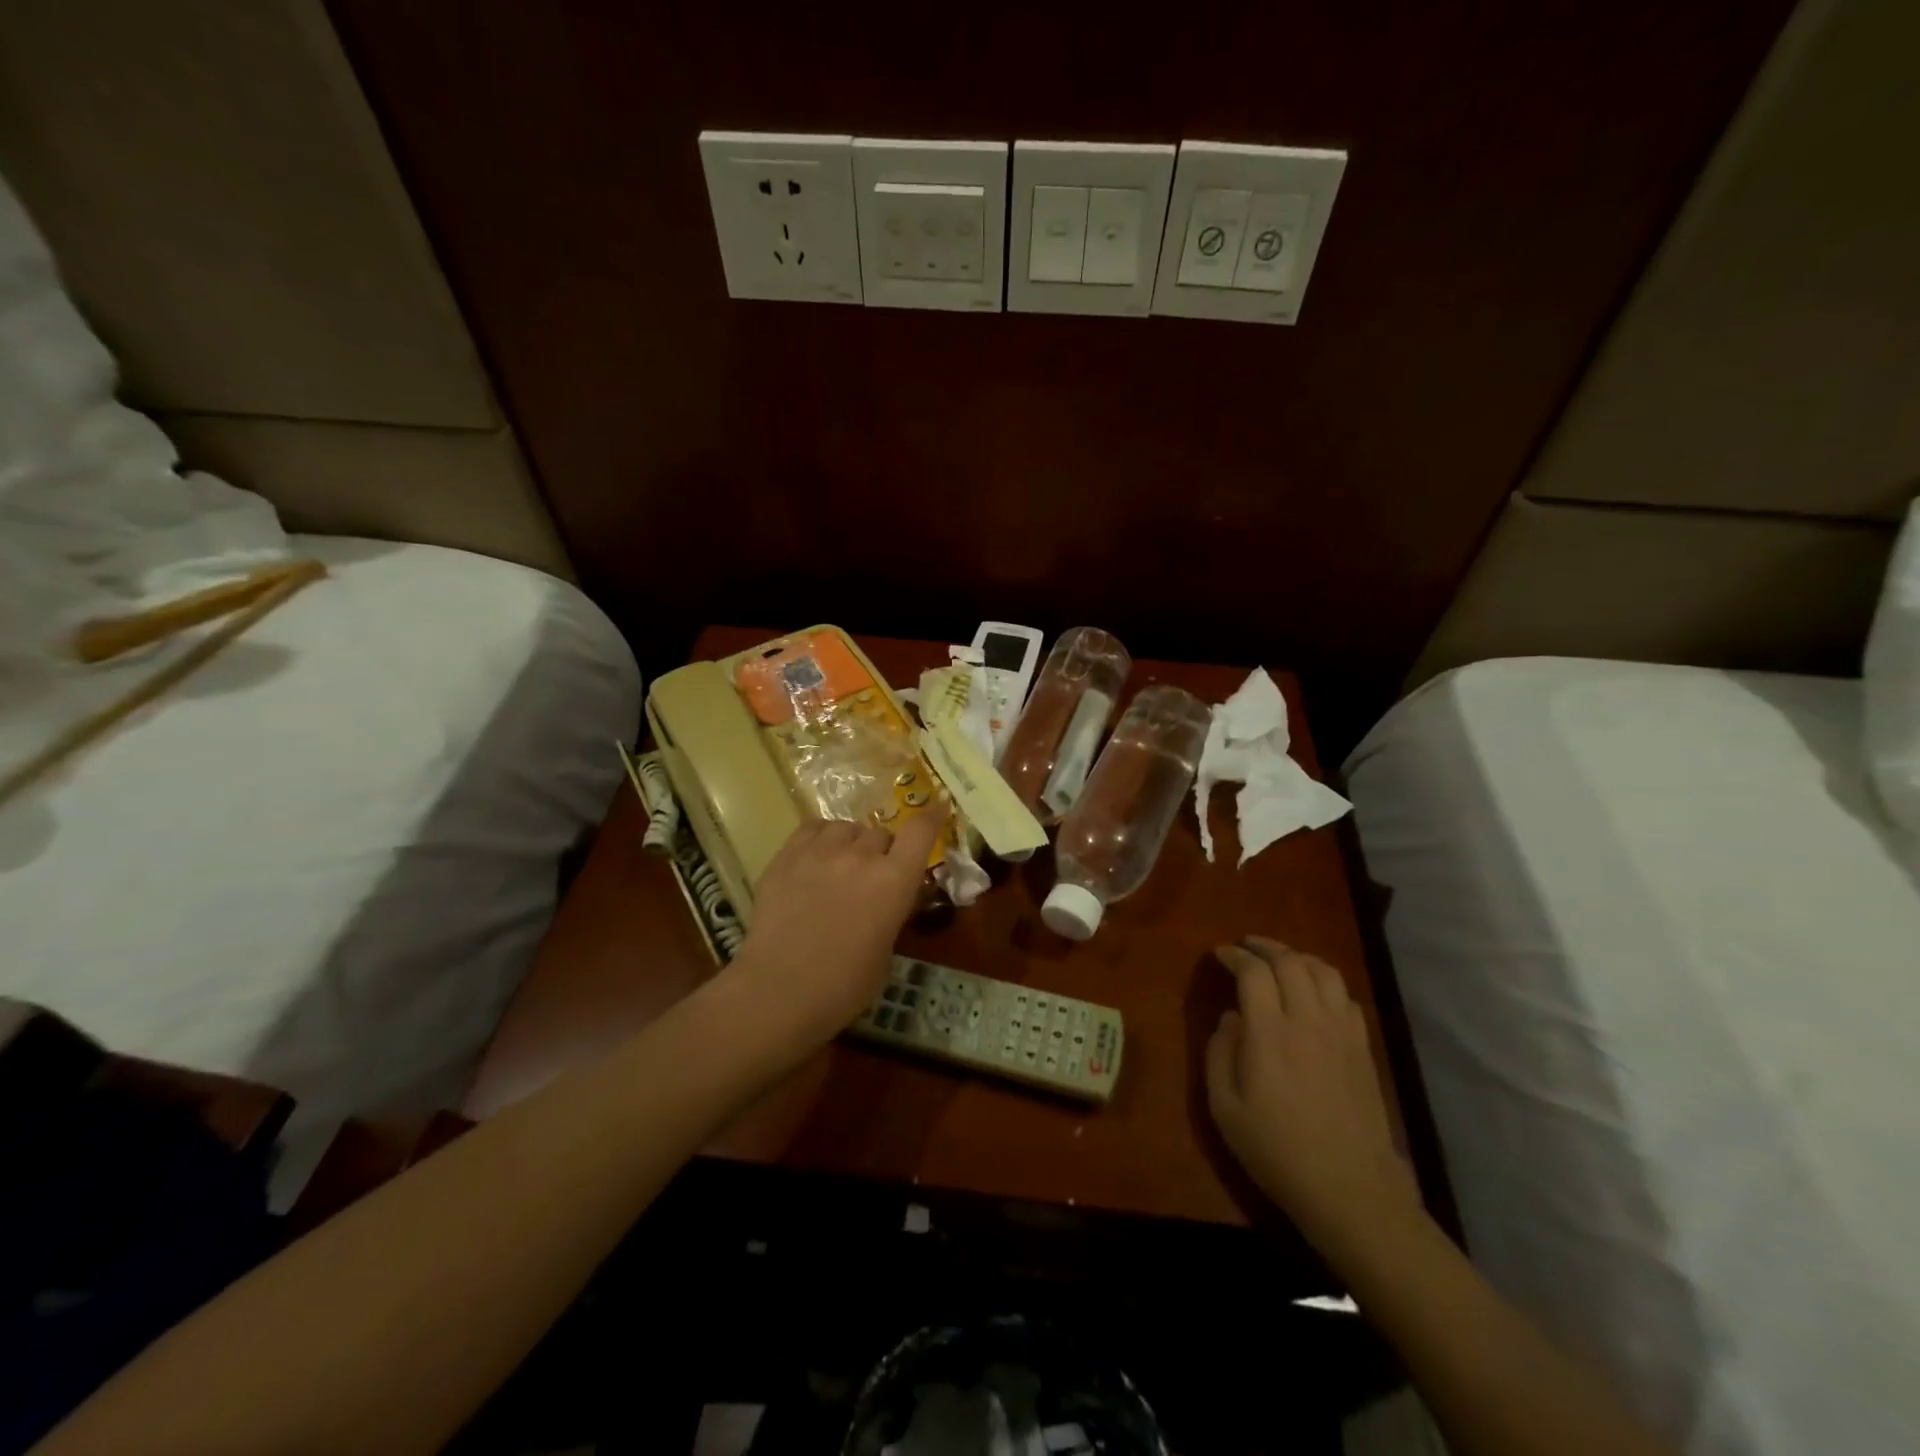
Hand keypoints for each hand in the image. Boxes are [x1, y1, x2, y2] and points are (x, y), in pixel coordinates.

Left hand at [717, 809, 947, 1058]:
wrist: (779, 991)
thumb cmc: (843, 986)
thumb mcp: (885, 950)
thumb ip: (890, 911)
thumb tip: (885, 899)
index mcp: (894, 881)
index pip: (920, 830)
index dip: (931, 816)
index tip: (938, 807)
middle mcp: (861, 856)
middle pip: (881, 833)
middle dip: (882, 851)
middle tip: (872, 877)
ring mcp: (820, 851)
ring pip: (846, 828)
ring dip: (851, 843)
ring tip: (841, 865)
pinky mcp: (786, 856)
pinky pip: (812, 828)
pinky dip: (821, 837)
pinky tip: (816, 856)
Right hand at [1205, 936, 1422, 1266]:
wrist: (1351, 1190)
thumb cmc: (1276, 1151)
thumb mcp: (1225, 1108)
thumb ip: (1219, 1053)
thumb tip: (1230, 1019)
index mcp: (1269, 1033)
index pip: (1253, 971)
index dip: (1234, 955)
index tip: (1219, 954)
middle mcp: (1307, 1020)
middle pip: (1290, 961)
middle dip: (1264, 946)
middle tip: (1246, 947)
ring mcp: (1341, 1032)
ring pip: (1324, 971)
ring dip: (1298, 957)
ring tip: (1280, 961)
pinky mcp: (1363, 1048)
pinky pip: (1346, 996)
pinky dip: (1326, 983)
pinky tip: (1314, 994)